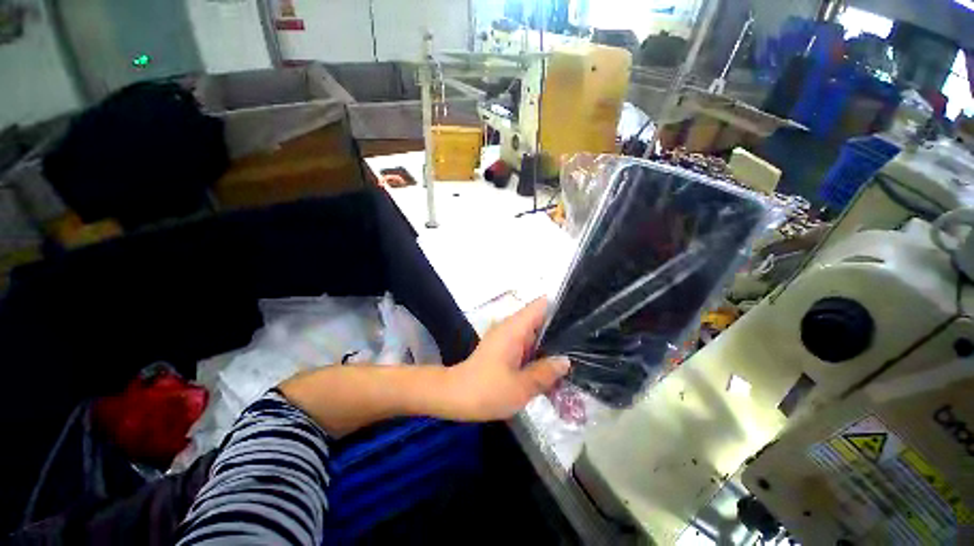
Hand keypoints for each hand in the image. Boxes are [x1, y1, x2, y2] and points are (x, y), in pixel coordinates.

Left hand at [444, 298, 570, 420]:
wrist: (454, 396)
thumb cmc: (486, 390)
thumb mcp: (521, 386)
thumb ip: (545, 372)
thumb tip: (565, 361)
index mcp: (515, 328)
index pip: (540, 305)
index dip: (561, 306)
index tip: (582, 316)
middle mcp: (511, 328)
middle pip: (541, 320)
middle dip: (561, 331)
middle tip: (585, 345)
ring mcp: (507, 338)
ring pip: (535, 335)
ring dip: (551, 346)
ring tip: (576, 359)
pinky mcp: (504, 349)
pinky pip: (527, 346)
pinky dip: (539, 355)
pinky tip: (553, 371)